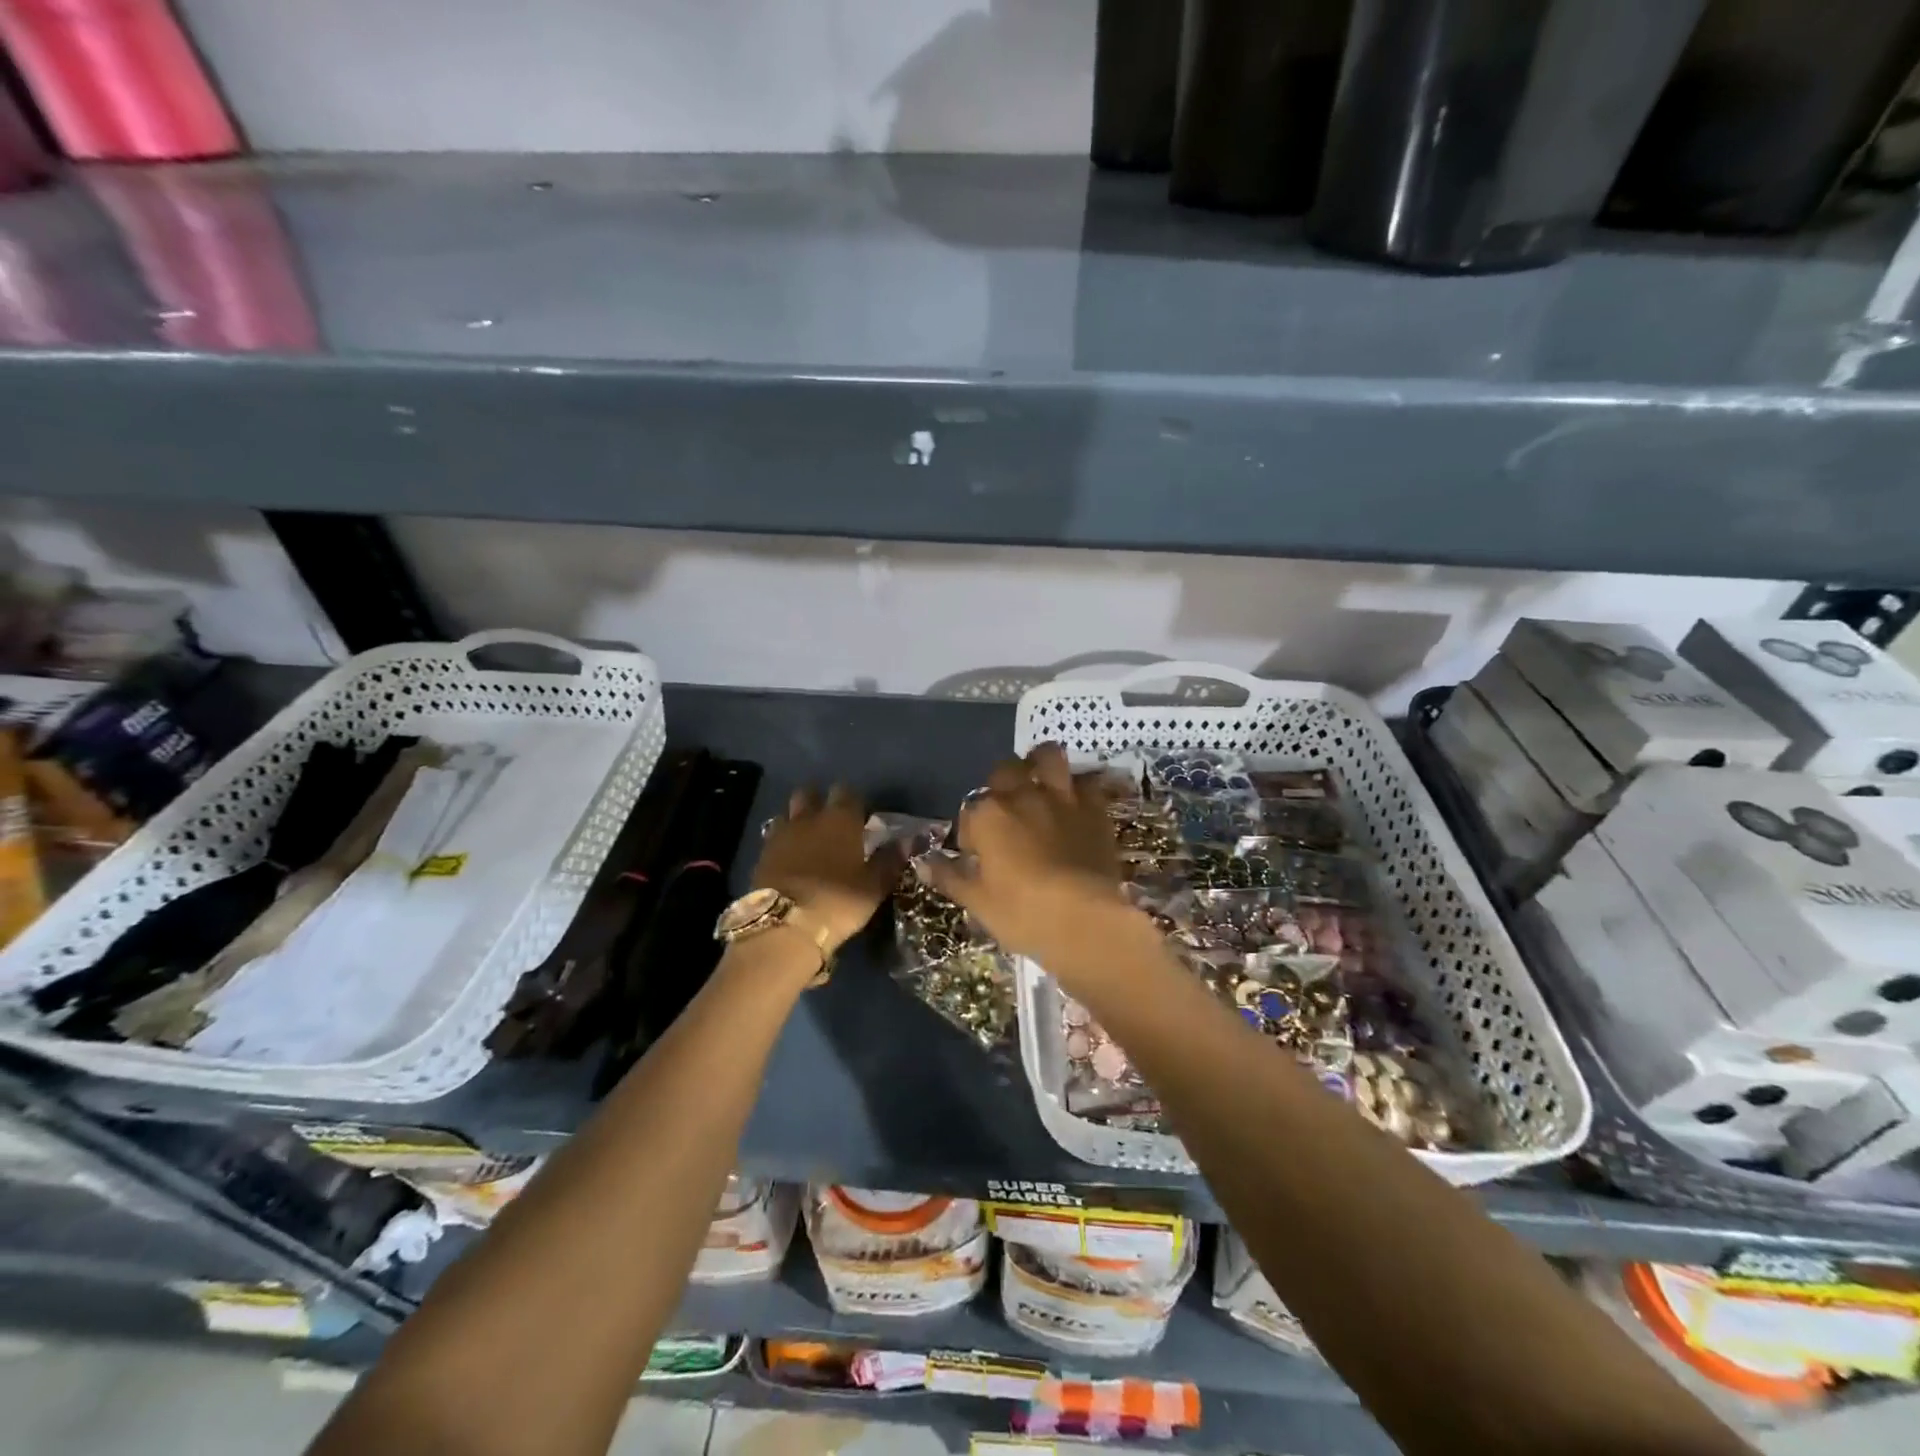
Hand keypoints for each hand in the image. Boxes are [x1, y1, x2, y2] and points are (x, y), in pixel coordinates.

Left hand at [753, 785, 902, 952]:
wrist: (786, 926)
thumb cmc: (839, 901)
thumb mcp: (874, 885)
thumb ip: (890, 860)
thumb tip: (907, 840)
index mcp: (840, 819)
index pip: (846, 792)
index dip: (853, 801)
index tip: (860, 816)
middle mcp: (809, 818)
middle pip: (809, 793)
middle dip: (818, 800)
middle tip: (829, 820)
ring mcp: (781, 834)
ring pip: (788, 812)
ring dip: (797, 819)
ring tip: (807, 837)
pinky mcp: (762, 854)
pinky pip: (773, 836)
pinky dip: (782, 840)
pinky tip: (789, 856)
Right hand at [919, 744, 1145, 973]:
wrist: (1087, 919)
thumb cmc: (1023, 913)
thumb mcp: (978, 902)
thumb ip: (950, 876)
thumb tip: (923, 863)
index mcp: (988, 815)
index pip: (969, 812)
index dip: (971, 832)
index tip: (976, 854)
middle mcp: (1022, 795)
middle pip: (1005, 771)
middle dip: (1001, 784)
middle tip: (1006, 811)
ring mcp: (1061, 797)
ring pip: (1048, 757)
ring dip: (1041, 763)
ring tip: (1040, 779)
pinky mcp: (1095, 808)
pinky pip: (1086, 782)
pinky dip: (1078, 787)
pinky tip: (1076, 802)